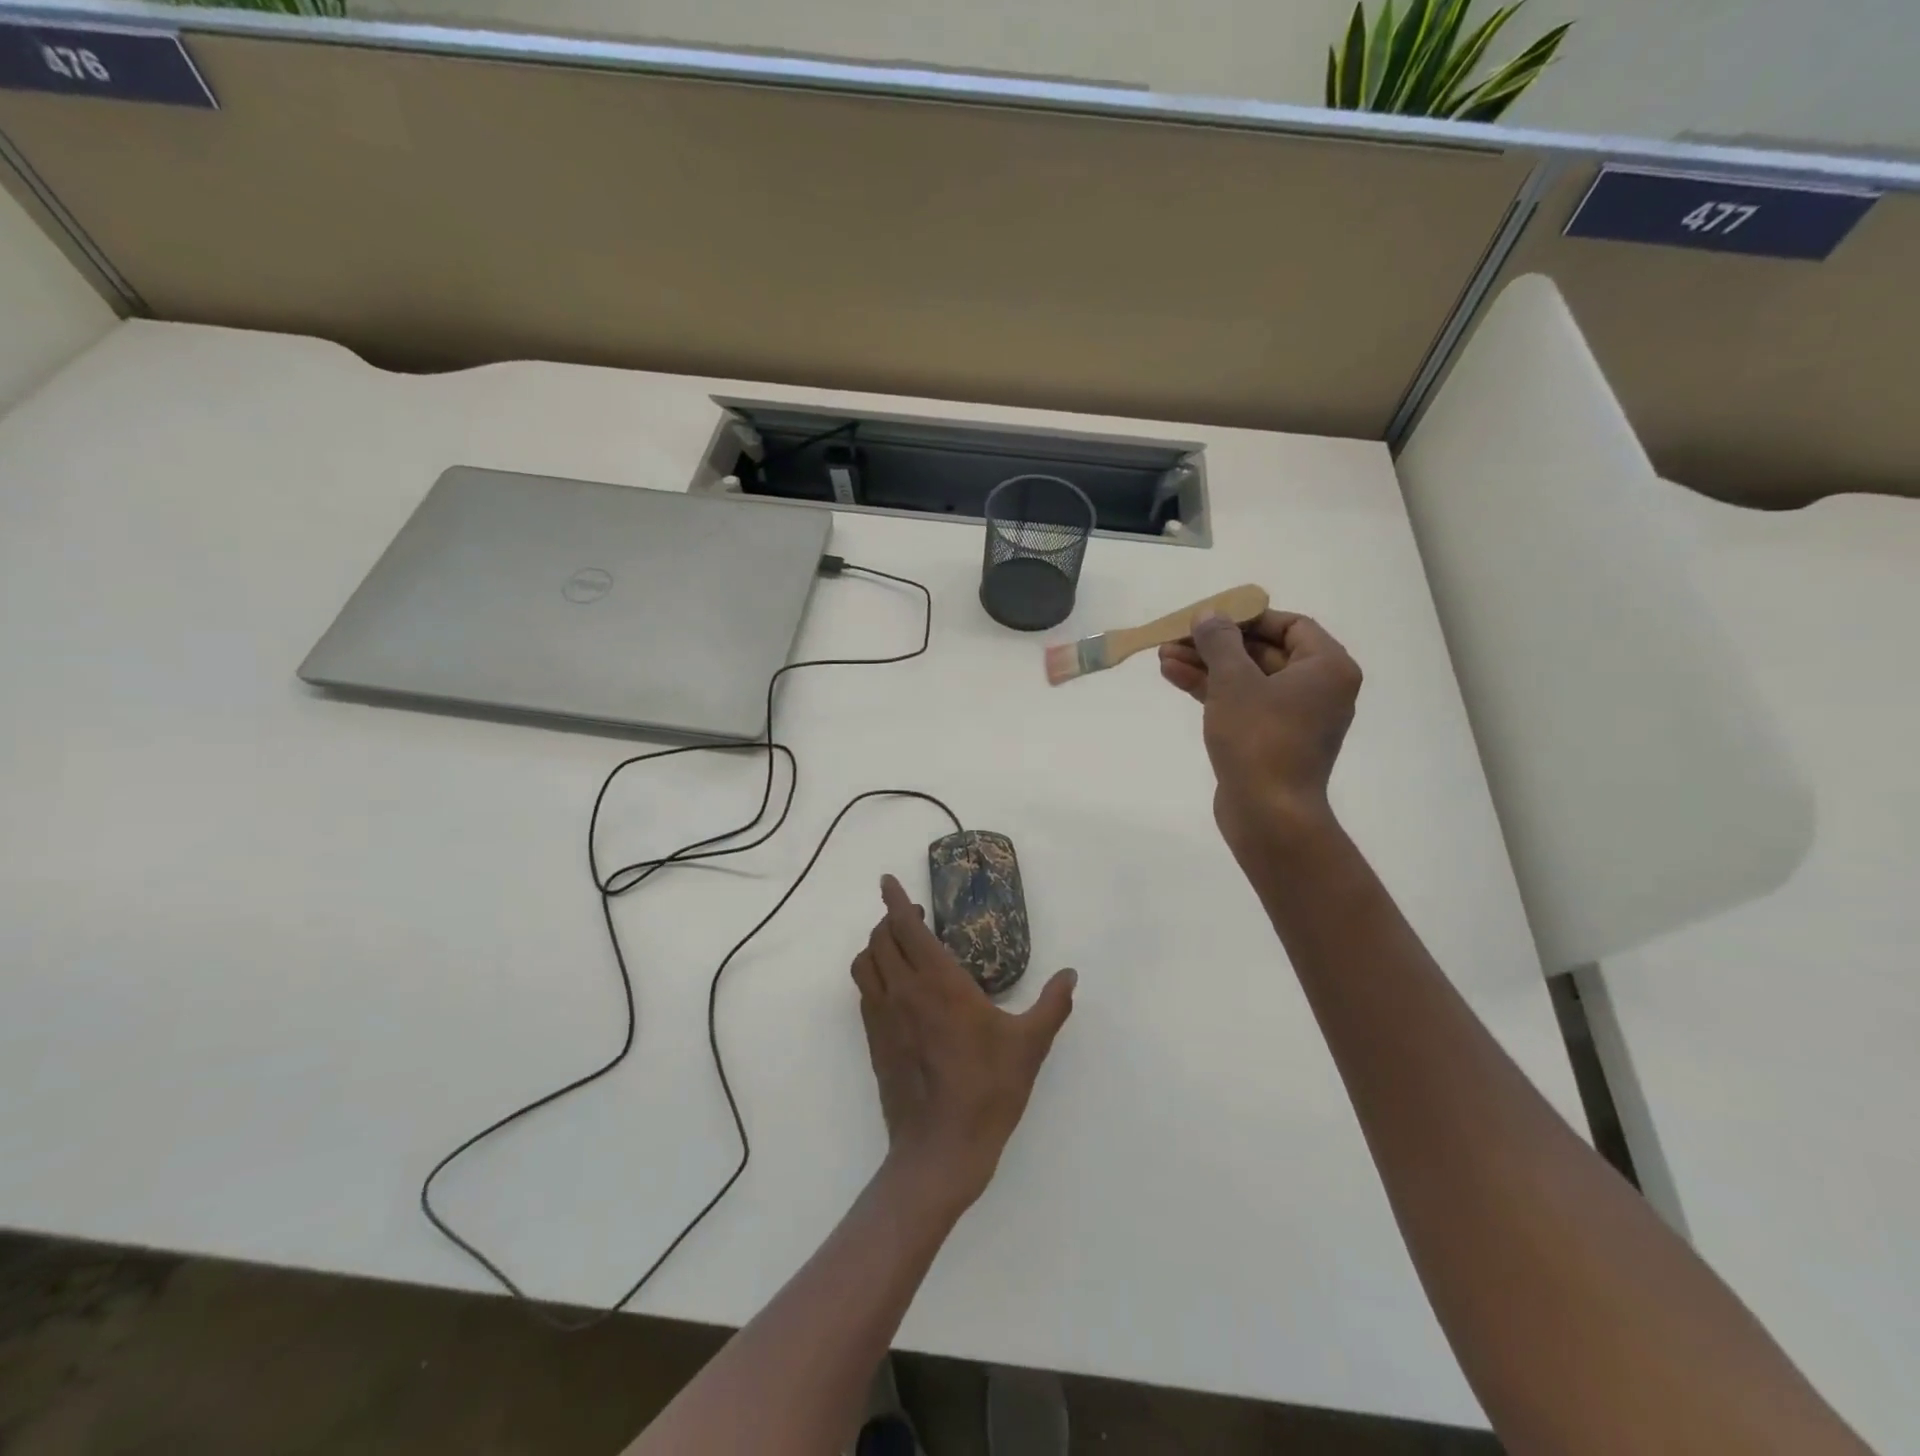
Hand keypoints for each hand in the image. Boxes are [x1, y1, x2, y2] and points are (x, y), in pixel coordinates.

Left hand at [851, 876, 1075, 1214]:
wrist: (940, 1149)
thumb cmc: (988, 1090)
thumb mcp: (1029, 1045)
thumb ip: (1052, 1005)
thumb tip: (1070, 975)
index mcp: (939, 982)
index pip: (907, 927)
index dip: (895, 899)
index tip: (888, 881)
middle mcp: (903, 991)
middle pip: (880, 939)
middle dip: (889, 919)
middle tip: (909, 915)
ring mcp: (883, 1017)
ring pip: (865, 964)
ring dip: (876, 946)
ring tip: (897, 947)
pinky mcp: (874, 1042)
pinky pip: (864, 994)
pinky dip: (873, 976)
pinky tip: (894, 988)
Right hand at [1158, 611, 1362, 857]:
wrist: (1268, 814)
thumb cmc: (1259, 738)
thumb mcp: (1234, 681)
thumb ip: (1220, 642)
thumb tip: (1209, 615)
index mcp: (1326, 668)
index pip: (1289, 625)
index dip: (1247, 617)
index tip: (1210, 617)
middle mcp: (1318, 689)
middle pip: (1263, 652)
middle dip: (1216, 644)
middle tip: (1176, 637)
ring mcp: (1293, 718)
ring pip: (1247, 679)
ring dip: (1207, 666)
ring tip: (1163, 656)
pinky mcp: (1270, 741)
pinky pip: (1242, 704)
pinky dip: (1212, 691)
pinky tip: (1175, 677)